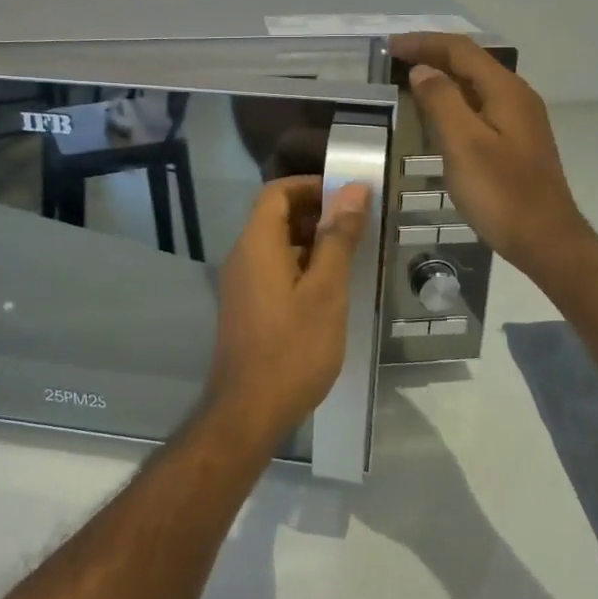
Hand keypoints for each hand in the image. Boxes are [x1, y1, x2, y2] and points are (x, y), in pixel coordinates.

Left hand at [205, 176, 372, 451]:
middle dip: (315, 213)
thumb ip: (338, 238)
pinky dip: (300, 265)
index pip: (276, 192)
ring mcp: (241, 284)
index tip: (346, 196)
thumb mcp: (326, 290)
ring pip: (275, 244)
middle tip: (356, 226)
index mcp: (257, 244)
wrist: (249, 411)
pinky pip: (272, 269)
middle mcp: (242, 257)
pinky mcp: (246, 307)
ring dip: (310, 241)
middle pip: (275, 216)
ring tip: (350, 256)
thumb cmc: (293, 348)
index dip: (310, 186)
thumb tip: (351, 189)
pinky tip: (329, 288)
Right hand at [389, 33, 588, 280]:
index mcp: (505, 91)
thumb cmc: (501, 193)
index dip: (424, 43)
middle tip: (395, 60)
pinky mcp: (516, 141)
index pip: (461, 50)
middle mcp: (516, 96)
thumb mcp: (463, 144)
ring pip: (475, 84)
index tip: (389, 46)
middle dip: (432, 54)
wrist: (546, 240)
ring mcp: (519, 119)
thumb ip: (441, 101)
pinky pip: (479, 105)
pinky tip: (437, 115)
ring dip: (442, 77)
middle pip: (470, 62)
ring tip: (409, 81)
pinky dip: (453, 100)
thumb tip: (423, 70)